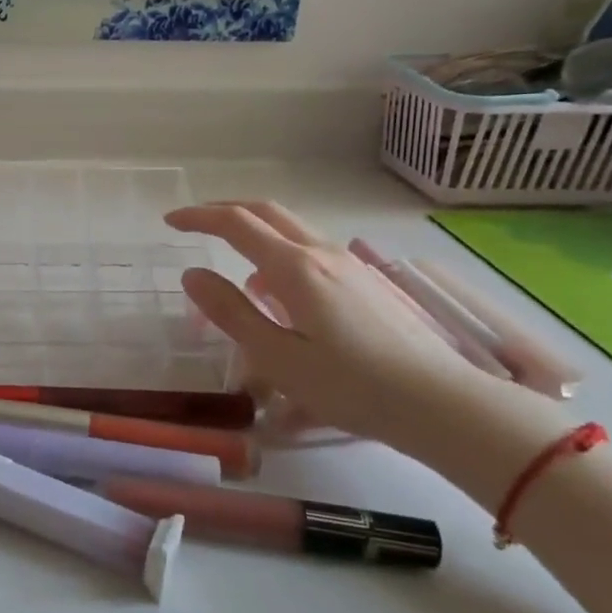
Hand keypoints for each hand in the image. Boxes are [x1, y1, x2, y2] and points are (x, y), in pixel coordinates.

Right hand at [165, 200, 554, 456]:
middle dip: (226, 210)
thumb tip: (192, 274)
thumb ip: (230, 312)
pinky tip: (280, 292)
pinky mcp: (368, 282)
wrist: (440, 402)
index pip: (236, 224)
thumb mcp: (276, 356)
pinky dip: (281, 252)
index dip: (199, 217)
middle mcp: (322, 253)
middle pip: (267, 212)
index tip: (170, 222)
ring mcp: (350, 264)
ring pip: (292, 229)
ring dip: (255, 231)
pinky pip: (312, 250)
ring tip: (234, 264)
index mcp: (294, 267)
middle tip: (195, 223)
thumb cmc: (349, 385)